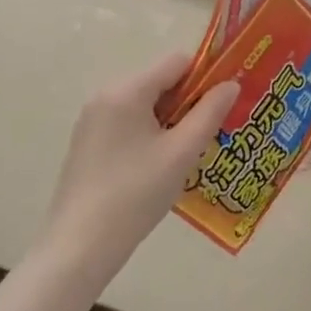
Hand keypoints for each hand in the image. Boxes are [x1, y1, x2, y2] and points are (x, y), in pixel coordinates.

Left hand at [39, 53, 236, 287]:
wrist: (79, 247)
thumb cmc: (135, 194)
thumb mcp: (182, 152)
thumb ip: (210, 113)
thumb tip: (231, 84)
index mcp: (127, 90)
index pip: (177, 62)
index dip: (205, 77)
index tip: (222, 105)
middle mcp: (106, 95)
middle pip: (160, 82)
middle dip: (188, 102)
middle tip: (207, 134)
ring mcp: (92, 120)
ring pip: (145, 104)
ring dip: (170, 120)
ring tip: (185, 154)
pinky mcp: (87, 143)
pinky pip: (128, 122)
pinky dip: (149, 133)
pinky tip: (158, 167)